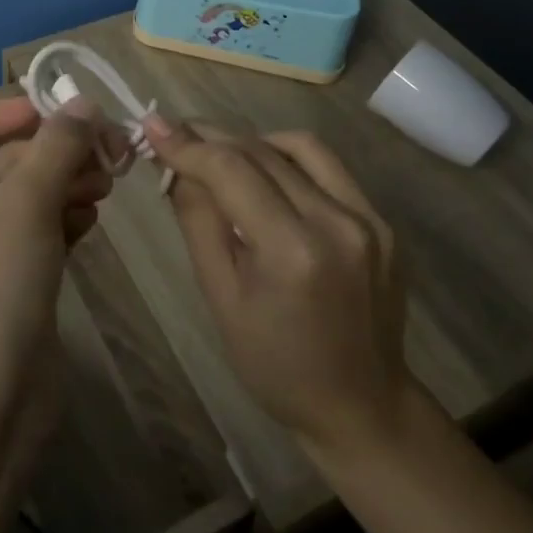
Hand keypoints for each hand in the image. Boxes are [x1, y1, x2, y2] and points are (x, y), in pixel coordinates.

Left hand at [0, 95, 113, 448]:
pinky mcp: (19, 286)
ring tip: (110, 182)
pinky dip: (69, 217)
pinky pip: (46, 233)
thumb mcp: (23, 204)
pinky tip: (95, 216)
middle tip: (111, 148)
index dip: (5, 112)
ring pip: (33, 197)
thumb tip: (83, 103)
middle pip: (10, 160)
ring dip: (69, 180)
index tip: (55, 111)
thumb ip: (56, 148)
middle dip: (57, 148)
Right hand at [144, 117, 415, 454]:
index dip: (187, 144)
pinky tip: (266, 175)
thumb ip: (198, 222)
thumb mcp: (221, 298)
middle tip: (174, 135)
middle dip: (210, 137)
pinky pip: (326, 166)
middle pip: (260, 152)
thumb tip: (176, 166)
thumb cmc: (276, 364)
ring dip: (250, 141)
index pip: (231, 170)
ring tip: (220, 155)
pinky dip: (287, 158)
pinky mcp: (381, 219)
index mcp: (293, 251)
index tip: (152, 125)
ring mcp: (368, 218)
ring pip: (297, 146)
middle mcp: (336, 222)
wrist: (363, 407)